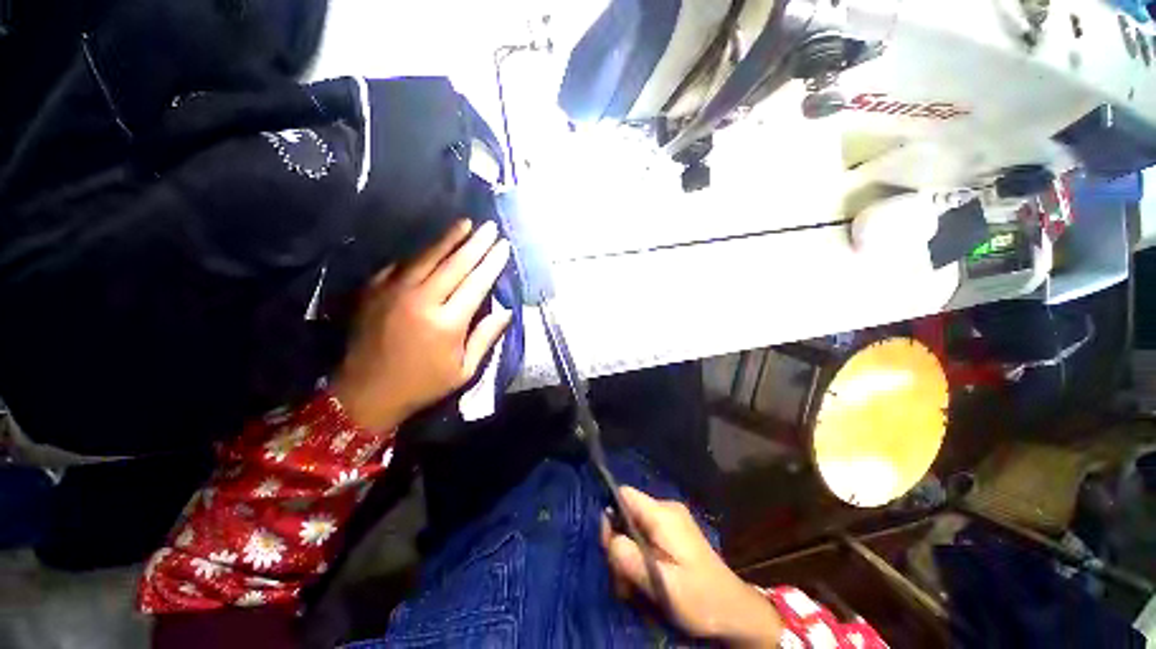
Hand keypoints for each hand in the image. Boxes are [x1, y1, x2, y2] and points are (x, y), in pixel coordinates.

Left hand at [332, 220, 511, 431]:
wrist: (366, 392)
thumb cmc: (423, 384)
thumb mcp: (464, 370)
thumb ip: (486, 337)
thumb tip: (506, 310)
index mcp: (447, 323)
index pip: (477, 283)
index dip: (492, 263)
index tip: (504, 246)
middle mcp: (422, 300)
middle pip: (455, 264)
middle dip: (476, 243)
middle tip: (490, 227)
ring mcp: (394, 292)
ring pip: (427, 257)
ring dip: (449, 238)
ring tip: (465, 223)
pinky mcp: (374, 290)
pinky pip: (403, 264)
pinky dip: (421, 253)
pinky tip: (432, 246)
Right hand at [600, 487, 782, 647]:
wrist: (735, 611)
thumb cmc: (700, 598)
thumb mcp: (661, 583)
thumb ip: (630, 557)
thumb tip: (606, 531)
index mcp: (662, 514)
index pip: (624, 494)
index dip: (610, 514)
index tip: (608, 546)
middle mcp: (666, 509)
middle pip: (627, 513)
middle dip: (620, 543)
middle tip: (623, 578)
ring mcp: (672, 520)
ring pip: (635, 526)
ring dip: (629, 554)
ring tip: (634, 586)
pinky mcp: (675, 533)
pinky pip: (646, 535)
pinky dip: (640, 555)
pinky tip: (645, 579)